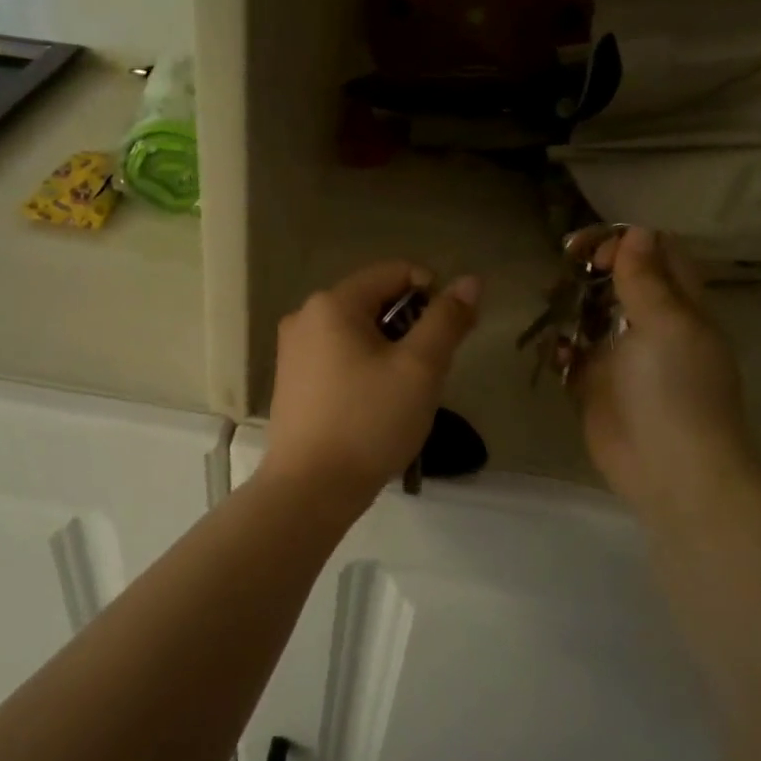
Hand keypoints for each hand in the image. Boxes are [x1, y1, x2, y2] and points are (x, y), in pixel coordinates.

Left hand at [262, 261, 480, 501]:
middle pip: (373, 302)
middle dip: (409, 328)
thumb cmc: (369, 422)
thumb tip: (470, 281)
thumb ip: (447, 320)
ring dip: (388, 351)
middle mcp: (304, 317)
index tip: (448, 335)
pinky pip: (338, 357)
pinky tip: (374, 406)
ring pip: (357, 333)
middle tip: (427, 372)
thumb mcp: (420, 368)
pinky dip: (363, 369)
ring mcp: (292, 350)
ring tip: (402, 393)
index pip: (394, 272)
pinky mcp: (291, 381)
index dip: (431, 294)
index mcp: (332, 303)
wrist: (311, 488)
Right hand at [572, 228, 759, 518]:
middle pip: (617, 283)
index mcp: (679, 307)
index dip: (625, 243)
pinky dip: (559, 348)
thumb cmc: (676, 390)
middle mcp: (650, 326)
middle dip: (587, 272)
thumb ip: (646, 280)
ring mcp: (620, 357)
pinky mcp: (593, 385)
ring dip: (568, 307)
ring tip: (548, 306)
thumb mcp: (667, 325)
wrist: (670, 468)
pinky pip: (571, 355)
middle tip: (559, 270)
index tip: (589, 252)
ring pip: (589, 316)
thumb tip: (636, 232)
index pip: (657, 255)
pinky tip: (554, 354)